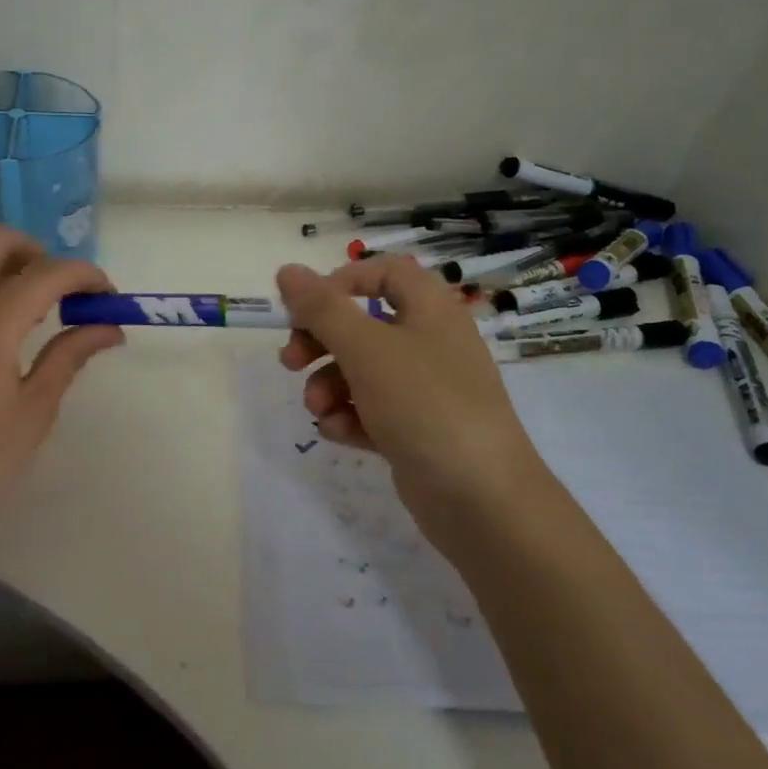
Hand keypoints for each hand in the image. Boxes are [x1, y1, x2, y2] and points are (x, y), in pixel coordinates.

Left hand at [0, 226, 124, 540]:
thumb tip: (108, 328)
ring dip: (11, 265)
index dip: (85, 275)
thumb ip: (70, 356)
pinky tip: (11, 331)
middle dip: (40, 252)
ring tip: (43, 311)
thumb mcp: (34, 410)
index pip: (45, 273)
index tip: (109, 298)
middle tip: (66, 293)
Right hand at [275, 256, 551, 551]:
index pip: (386, 272)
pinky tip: (338, 432)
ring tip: (318, 408)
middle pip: (364, 324)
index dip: (343, 281)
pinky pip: (373, 411)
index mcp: (431, 310)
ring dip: (329, 384)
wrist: (481, 498)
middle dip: (321, 341)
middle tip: (291, 361)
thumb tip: (287, 270)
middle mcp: (431, 343)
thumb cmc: (425, 404)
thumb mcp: (366, 349)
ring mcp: (426, 390)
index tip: (307, 307)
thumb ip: (322, 308)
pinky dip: (351, 417)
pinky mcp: (418, 430)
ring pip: (363, 371)